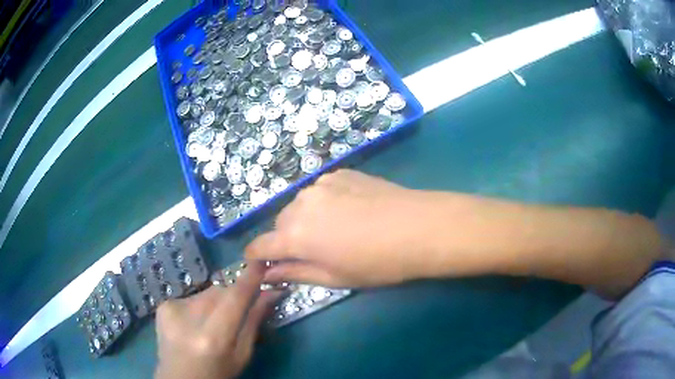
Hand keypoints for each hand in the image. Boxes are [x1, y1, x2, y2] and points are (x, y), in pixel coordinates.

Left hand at [154, 263, 276, 378]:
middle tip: (237, 313)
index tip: (262, 261)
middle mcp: (190, 318)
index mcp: (213, 337)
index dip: (250, 277)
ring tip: (213, 323)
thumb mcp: (242, 355)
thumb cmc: (217, 373)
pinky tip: (194, 323)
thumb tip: (270, 292)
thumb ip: (254, 322)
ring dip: (216, 301)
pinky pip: (192, 296)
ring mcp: (172, 309)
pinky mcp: (163, 305)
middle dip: (233, 296)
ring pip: (207, 292)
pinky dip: (199, 305)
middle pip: (220, 291)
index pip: (235, 297)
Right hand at [246, 169, 432, 287]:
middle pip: (280, 224)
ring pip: (299, 205)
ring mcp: (321, 184)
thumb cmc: (378, 263)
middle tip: (313, 252)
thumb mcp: (335, 277)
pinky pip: (320, 191)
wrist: (419, 227)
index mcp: (296, 236)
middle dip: (287, 239)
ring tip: (334, 230)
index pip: (261, 246)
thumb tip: (269, 273)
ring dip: (305, 219)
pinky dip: (323, 203)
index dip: (256, 257)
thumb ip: (295, 273)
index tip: (260, 264)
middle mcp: (301, 204)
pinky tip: (349, 211)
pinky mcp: (340, 173)